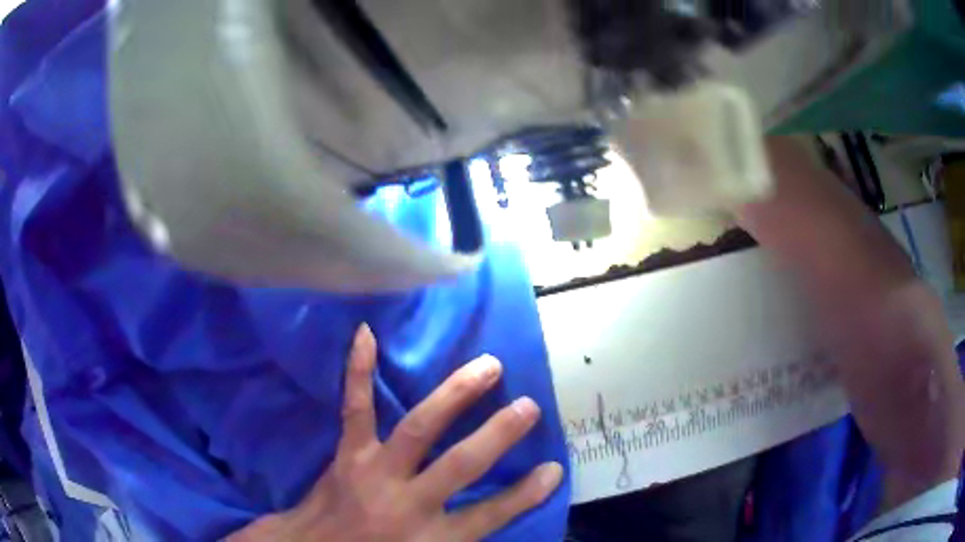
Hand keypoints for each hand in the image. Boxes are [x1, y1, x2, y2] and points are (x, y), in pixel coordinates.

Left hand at [228, 324, 562, 540]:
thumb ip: (458, 539)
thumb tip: (494, 517)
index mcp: (431, 537)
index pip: (490, 515)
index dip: (525, 494)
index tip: (554, 469)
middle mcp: (408, 503)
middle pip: (461, 465)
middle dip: (498, 435)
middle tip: (529, 405)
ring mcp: (375, 472)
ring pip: (419, 428)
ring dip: (456, 396)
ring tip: (487, 366)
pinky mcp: (348, 454)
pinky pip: (355, 409)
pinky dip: (358, 371)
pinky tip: (365, 334)